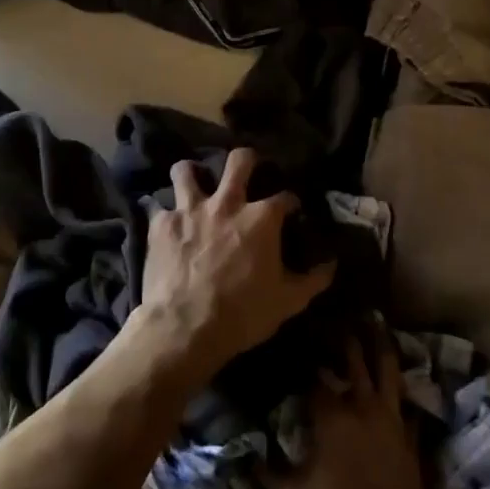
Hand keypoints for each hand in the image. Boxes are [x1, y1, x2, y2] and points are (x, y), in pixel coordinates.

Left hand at [136, 148, 336, 379]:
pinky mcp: (161, 224)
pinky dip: (163, 212)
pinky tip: (165, 221)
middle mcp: (226, 203)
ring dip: (191, 173)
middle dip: (246, 160)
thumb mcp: (288, 302)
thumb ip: (313, 279)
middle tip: (246, 170)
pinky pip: (158, 206)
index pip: (285, 196)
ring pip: (186, 170)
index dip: (291, 202)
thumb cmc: (243, 314)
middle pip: (239, 161)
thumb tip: (332, 264)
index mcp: (261, 218)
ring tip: (193, 181)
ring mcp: (190, 210)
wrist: (185, 328)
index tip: (292, 210)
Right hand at [264, 333, 444, 488]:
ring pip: (386, 368)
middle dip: (340, 334)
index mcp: (331, 414)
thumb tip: (246, 453)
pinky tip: (393, 376)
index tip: (288, 336)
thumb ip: (267, 470)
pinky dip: (397, 383)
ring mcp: (391, 418)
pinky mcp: (409, 435)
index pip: (310, 373)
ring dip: (377, 343)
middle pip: (352, 357)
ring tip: (372, 319)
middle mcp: (362, 405)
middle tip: (329, 314)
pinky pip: (404, 399)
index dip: (298, 354)